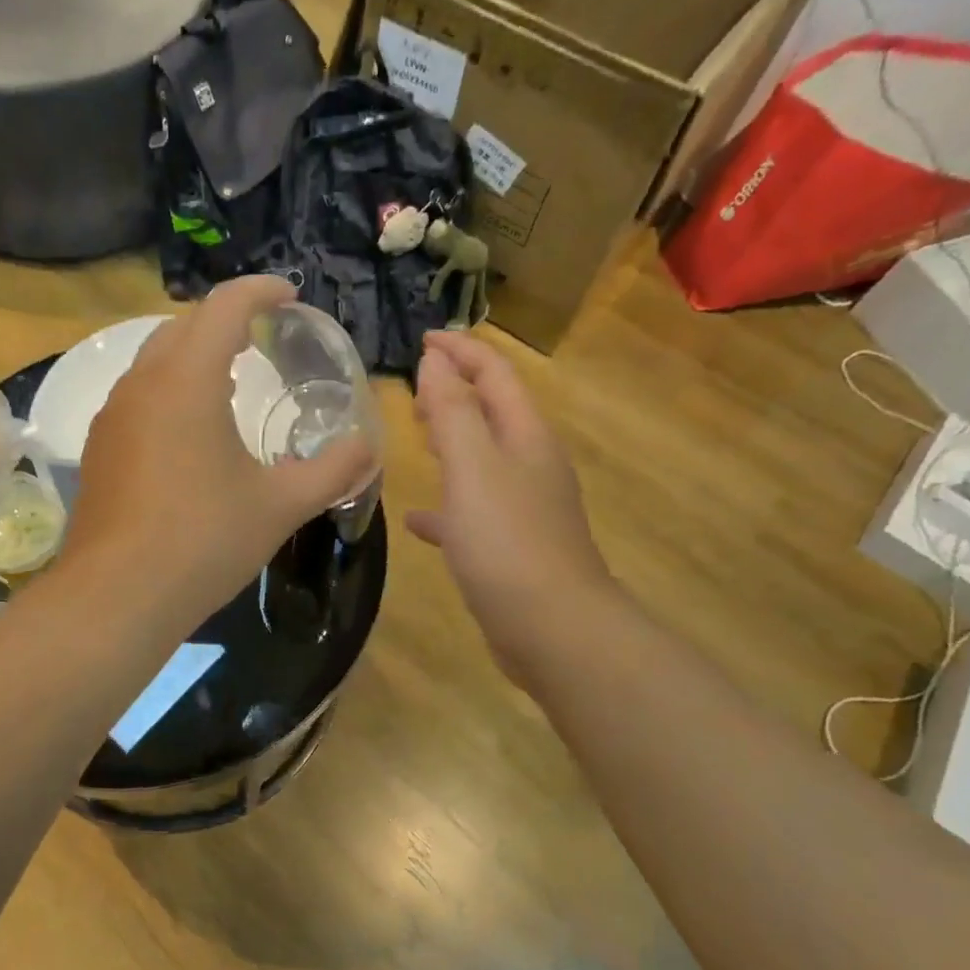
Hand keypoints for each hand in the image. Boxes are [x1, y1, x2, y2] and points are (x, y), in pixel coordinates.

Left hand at [64, 277, 376, 621]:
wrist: (117, 596)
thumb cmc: (205, 541)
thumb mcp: (282, 505)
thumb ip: (333, 469)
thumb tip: (369, 447)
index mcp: (187, 380)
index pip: (225, 306)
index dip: (261, 290)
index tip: (291, 294)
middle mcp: (143, 382)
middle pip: (185, 324)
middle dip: (227, 318)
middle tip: (265, 335)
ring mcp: (114, 414)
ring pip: (155, 358)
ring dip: (194, 352)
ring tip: (230, 376)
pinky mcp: (100, 446)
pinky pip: (139, 393)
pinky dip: (170, 386)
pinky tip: (191, 428)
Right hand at [407, 331, 610, 677]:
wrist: (553, 630)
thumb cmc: (508, 541)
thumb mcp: (473, 467)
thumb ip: (452, 411)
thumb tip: (435, 362)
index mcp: (526, 437)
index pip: (495, 374)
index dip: (461, 351)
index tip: (422, 339)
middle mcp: (530, 465)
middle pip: (493, 411)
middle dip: (457, 390)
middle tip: (415, 383)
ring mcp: (524, 508)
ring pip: (482, 459)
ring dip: (452, 440)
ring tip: (416, 432)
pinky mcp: (512, 546)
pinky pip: (473, 510)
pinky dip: (447, 504)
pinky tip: (419, 519)